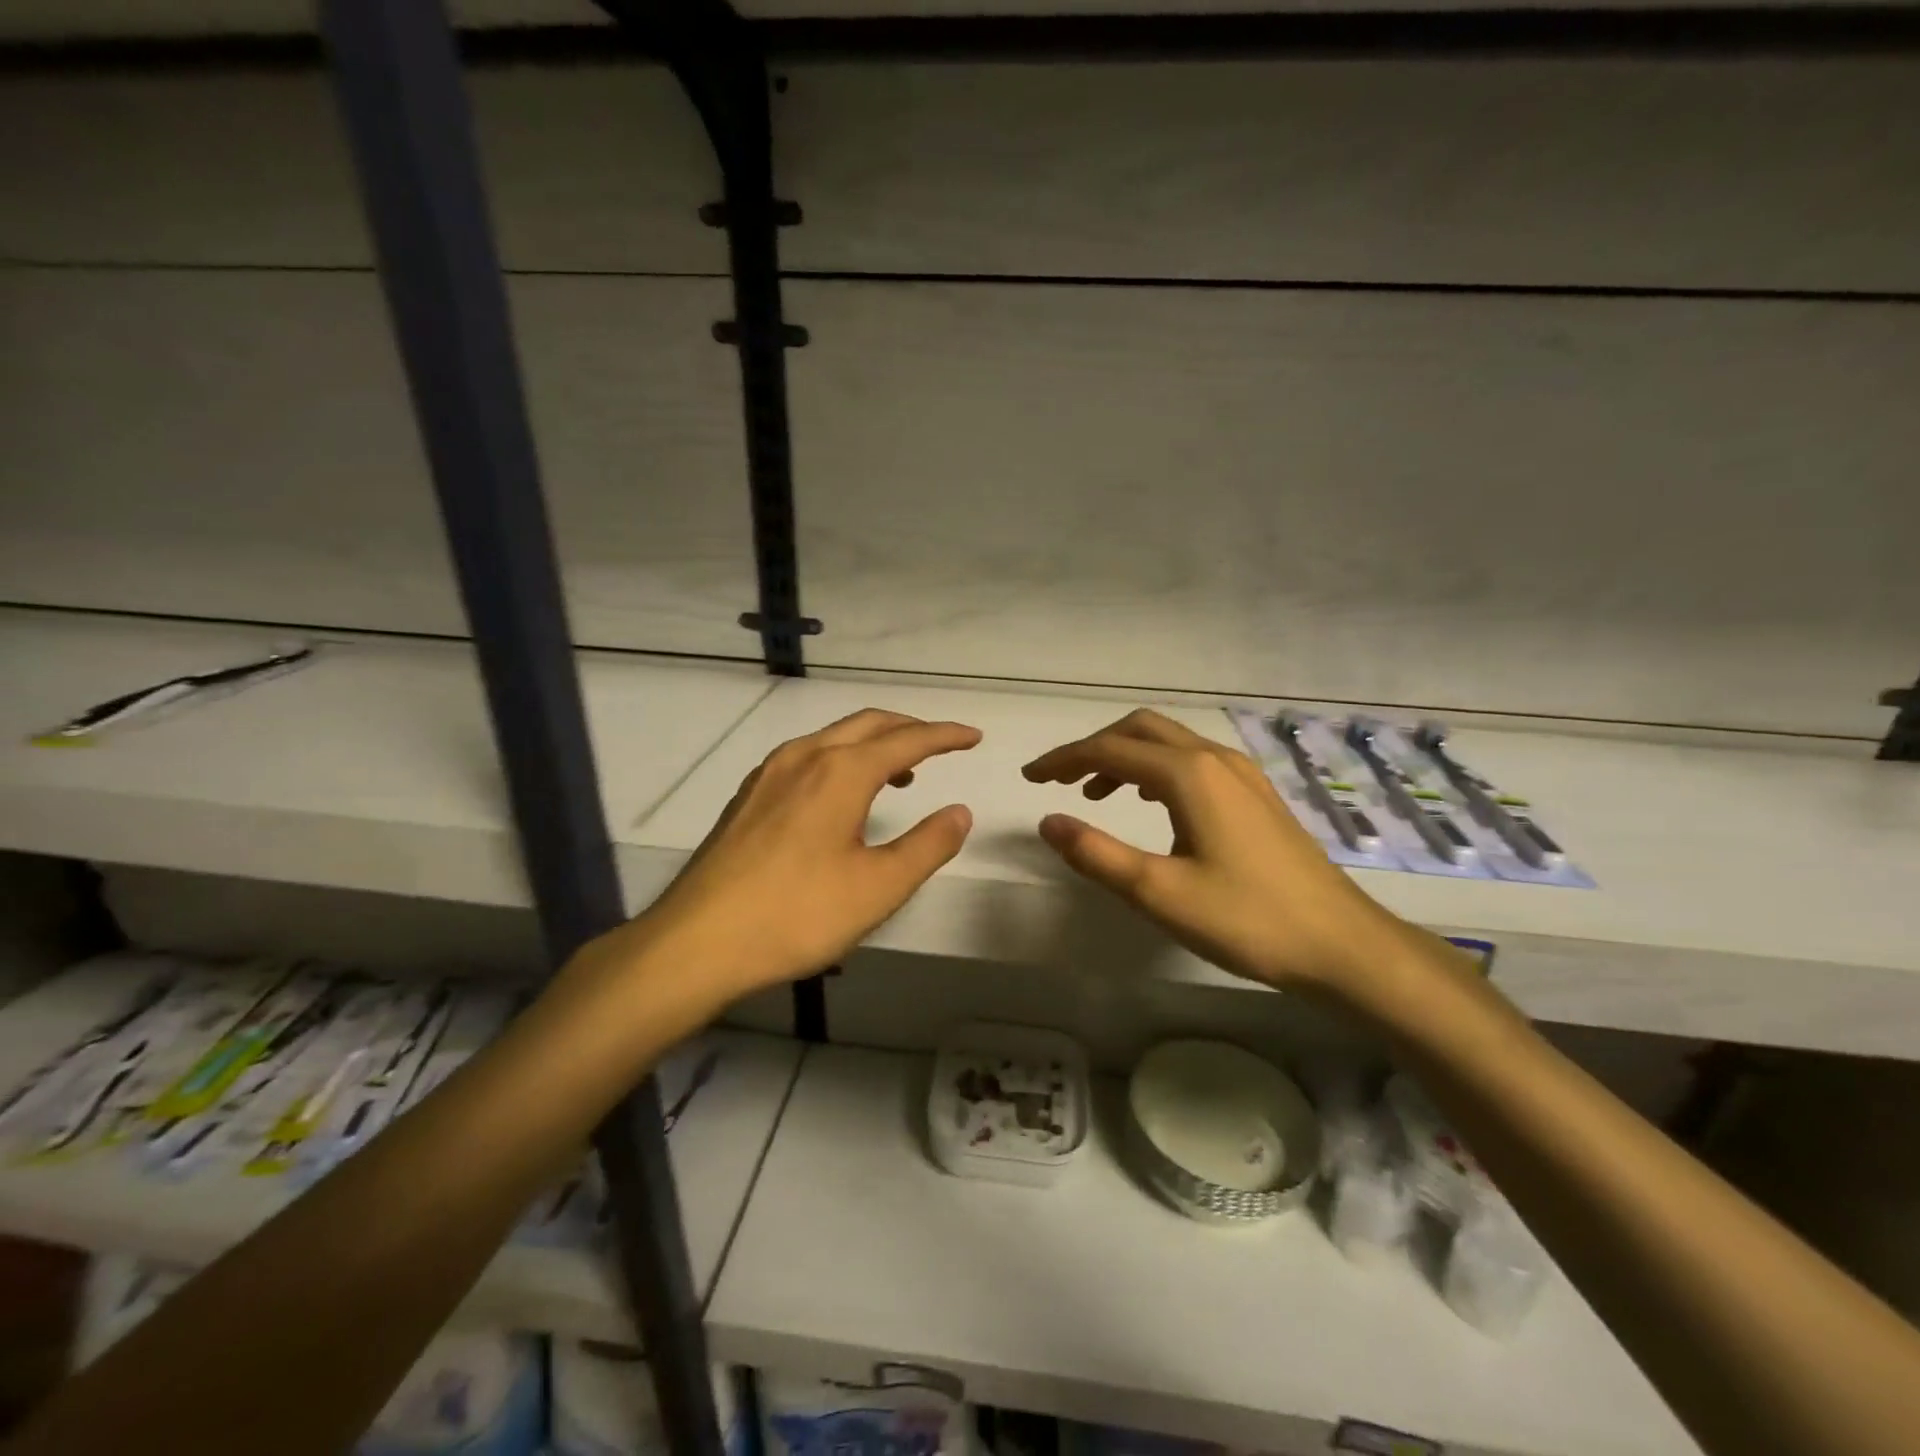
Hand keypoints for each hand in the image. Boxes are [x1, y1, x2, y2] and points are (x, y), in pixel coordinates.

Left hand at [628, 709, 981, 1002]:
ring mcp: (769, 773)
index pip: (907, 740)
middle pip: (868, 724)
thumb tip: (960, 812)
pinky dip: (840, 759)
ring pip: (833, 738)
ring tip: (900, 775)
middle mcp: (804, 757)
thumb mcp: (878, 887)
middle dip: (909, 729)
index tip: (973, 737)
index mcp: (841, 771)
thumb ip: (927, 845)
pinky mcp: (748, 796)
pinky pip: (806, 757)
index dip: (945, 736)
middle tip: (941, 747)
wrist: (697, 941)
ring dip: (873, 744)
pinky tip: (840, 797)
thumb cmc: (797, 914)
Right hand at [1023, 709, 1415, 996]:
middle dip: (1093, 747)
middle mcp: (1215, 759)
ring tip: (1095, 793)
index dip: (1063, 760)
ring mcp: (1242, 774)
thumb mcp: (1158, 893)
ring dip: (1125, 756)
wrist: (1341, 944)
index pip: (1109, 750)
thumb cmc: (1247, 919)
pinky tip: (1151, 803)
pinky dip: (1156, 769)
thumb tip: (1046, 821)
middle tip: (1059, 779)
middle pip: (1140, 729)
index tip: (1029, 778)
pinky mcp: (1256, 794)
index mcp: (1188, 774)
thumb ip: (1096, 854)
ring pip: (1169, 743)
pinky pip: (1193, 760)